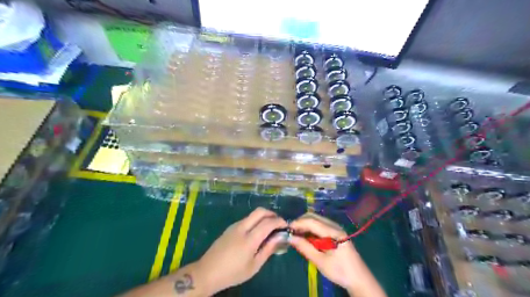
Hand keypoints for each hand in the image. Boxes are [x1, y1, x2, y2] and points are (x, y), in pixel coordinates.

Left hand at [196, 207, 285, 294]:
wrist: (207, 272)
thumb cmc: (233, 273)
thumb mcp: (254, 266)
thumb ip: (268, 250)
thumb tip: (279, 237)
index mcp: (249, 239)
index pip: (268, 223)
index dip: (279, 221)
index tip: (286, 225)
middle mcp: (242, 227)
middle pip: (260, 211)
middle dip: (272, 213)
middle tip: (278, 222)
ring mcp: (234, 226)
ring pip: (252, 214)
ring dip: (263, 216)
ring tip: (269, 228)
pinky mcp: (230, 227)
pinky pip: (246, 219)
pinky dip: (255, 220)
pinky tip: (256, 232)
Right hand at [290, 214, 385, 296]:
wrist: (359, 279)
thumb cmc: (340, 271)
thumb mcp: (321, 262)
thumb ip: (305, 248)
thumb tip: (290, 238)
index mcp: (333, 231)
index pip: (312, 221)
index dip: (298, 223)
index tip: (286, 228)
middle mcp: (334, 225)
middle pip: (314, 217)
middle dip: (300, 222)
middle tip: (290, 232)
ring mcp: (335, 228)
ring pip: (316, 219)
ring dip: (305, 224)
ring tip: (296, 234)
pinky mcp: (335, 232)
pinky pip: (320, 225)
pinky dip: (310, 228)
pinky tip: (305, 236)